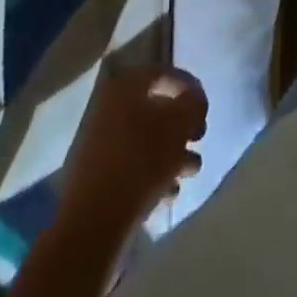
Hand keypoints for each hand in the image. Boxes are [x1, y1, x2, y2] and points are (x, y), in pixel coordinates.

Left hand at [59, 62, 207, 224]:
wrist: (92, 223)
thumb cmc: (141, 161)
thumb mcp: (179, 124)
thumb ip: (194, 104)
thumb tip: (195, 101)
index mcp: (125, 86)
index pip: (164, 73)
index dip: (190, 88)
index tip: (205, 110)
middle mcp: (108, 107)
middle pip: (155, 109)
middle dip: (182, 127)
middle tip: (198, 141)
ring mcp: (99, 144)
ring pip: (145, 141)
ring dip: (172, 154)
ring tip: (189, 172)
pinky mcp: (96, 177)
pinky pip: (132, 166)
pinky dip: (153, 175)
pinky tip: (168, 194)